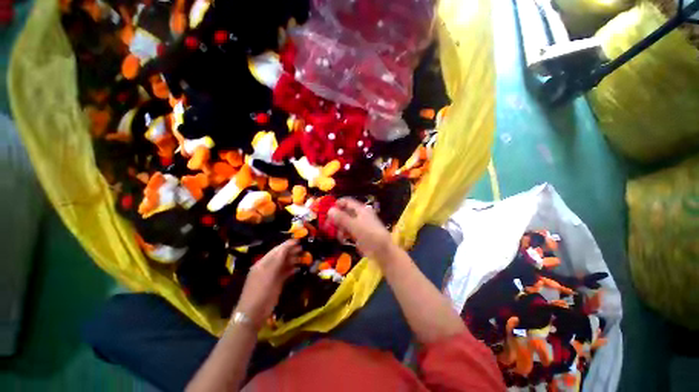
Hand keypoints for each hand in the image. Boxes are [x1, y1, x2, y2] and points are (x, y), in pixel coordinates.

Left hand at [235, 240, 299, 328]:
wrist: (253, 313)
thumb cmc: (260, 291)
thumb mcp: (268, 274)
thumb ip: (277, 260)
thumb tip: (287, 246)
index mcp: (263, 263)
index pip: (277, 250)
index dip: (287, 244)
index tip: (298, 240)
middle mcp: (268, 267)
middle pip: (281, 256)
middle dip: (291, 251)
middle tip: (303, 248)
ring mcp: (272, 275)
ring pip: (284, 264)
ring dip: (293, 259)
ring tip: (304, 257)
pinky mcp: (276, 283)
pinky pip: (285, 273)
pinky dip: (292, 269)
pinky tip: (299, 267)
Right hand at [328, 198, 393, 261]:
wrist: (382, 251)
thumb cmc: (369, 235)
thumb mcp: (354, 225)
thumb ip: (341, 218)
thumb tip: (329, 210)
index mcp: (361, 209)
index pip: (347, 202)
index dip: (337, 204)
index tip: (327, 210)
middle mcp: (360, 215)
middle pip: (345, 212)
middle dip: (336, 218)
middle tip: (327, 225)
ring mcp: (360, 225)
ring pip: (346, 223)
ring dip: (340, 227)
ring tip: (338, 235)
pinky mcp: (360, 234)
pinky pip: (349, 231)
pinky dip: (344, 234)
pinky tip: (342, 239)